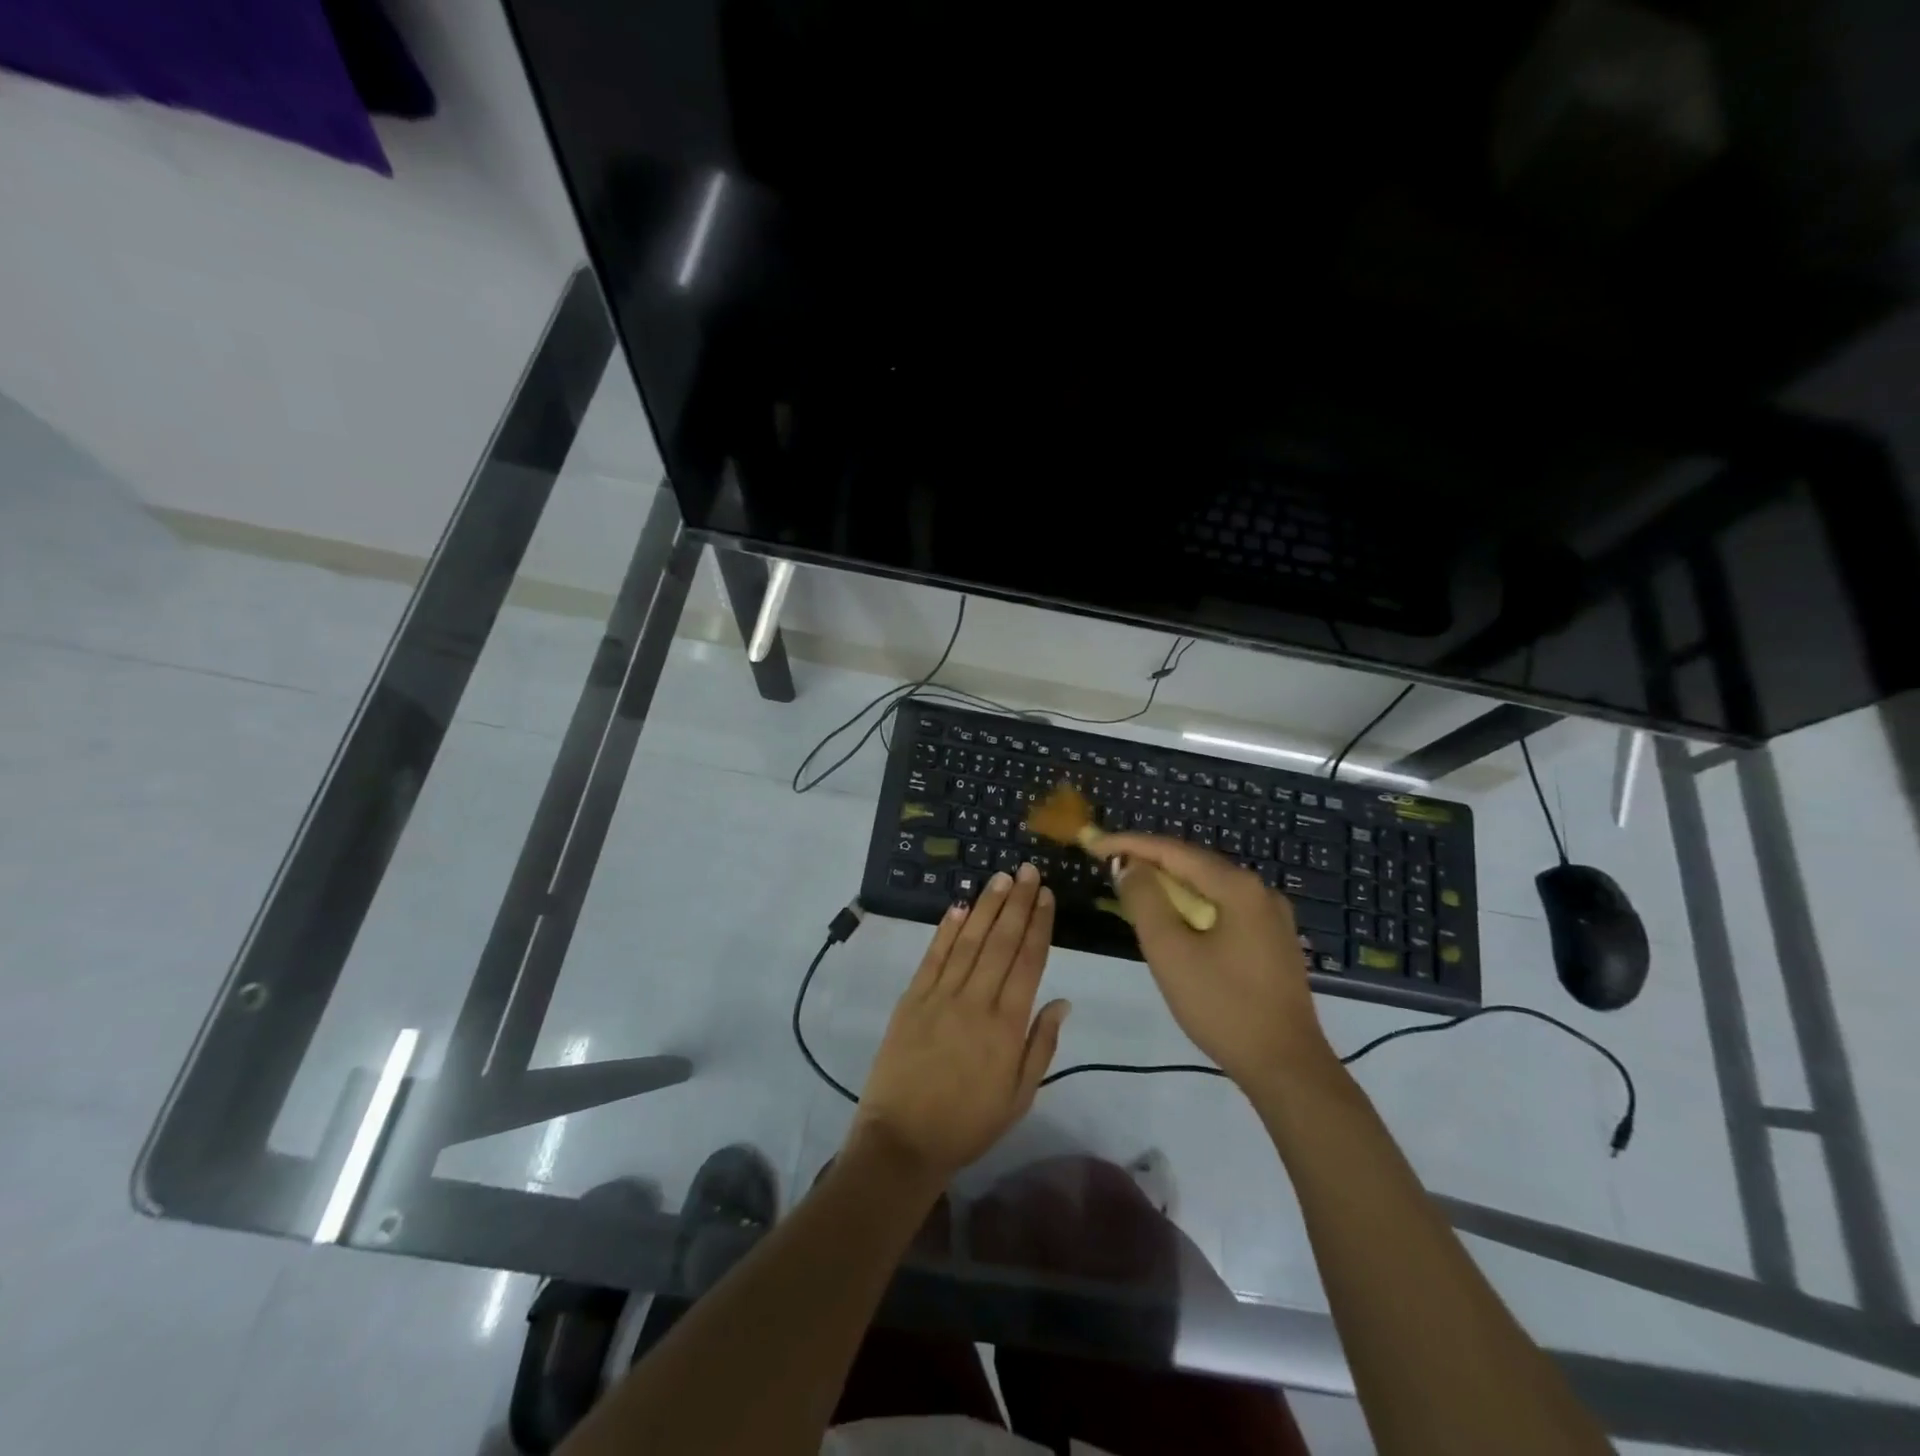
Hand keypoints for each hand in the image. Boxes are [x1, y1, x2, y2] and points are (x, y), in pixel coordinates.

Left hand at [851, 864, 1070, 1184]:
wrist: (902, 1140)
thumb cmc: (969, 1124)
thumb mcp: (1019, 1096)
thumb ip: (1041, 1045)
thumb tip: (1062, 1001)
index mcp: (1006, 1026)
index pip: (1028, 962)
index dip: (1039, 926)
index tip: (1047, 896)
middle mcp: (975, 1001)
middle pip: (1001, 942)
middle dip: (1018, 904)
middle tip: (1029, 871)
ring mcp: (939, 996)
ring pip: (968, 941)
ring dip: (987, 907)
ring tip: (1001, 878)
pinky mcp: (911, 998)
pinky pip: (933, 956)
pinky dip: (946, 929)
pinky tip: (959, 906)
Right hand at [1095, 833, 1335, 1090]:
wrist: (1287, 1067)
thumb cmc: (1223, 1006)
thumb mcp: (1170, 951)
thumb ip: (1144, 901)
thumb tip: (1129, 866)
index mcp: (1238, 887)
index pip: (1173, 851)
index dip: (1129, 844)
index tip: (1093, 845)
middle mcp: (1260, 891)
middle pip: (1193, 864)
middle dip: (1148, 862)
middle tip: (1108, 866)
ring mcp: (1271, 917)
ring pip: (1208, 887)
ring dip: (1168, 886)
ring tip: (1131, 890)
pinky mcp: (1272, 941)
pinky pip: (1222, 908)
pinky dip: (1190, 906)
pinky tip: (1171, 920)